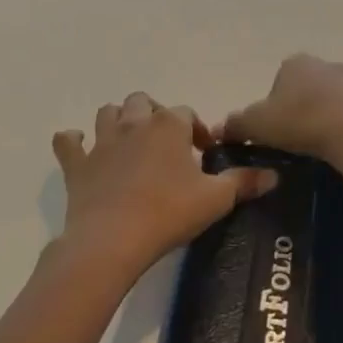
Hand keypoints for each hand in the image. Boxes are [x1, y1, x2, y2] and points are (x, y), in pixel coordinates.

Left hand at [53, 92, 277, 279]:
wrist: (112, 240)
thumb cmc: (168, 213)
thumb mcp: (216, 199)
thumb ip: (244, 182)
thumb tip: (274, 175)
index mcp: (168, 126)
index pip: (186, 113)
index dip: (196, 129)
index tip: (204, 153)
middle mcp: (134, 124)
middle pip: (143, 102)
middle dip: (155, 115)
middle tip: (167, 143)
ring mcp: (102, 143)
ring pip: (107, 113)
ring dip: (119, 120)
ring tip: (130, 141)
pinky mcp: (77, 165)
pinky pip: (68, 143)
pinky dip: (73, 141)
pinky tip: (80, 147)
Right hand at [222, 54, 342, 164]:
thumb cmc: (300, 122)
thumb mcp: (256, 125)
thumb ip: (235, 125)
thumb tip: (218, 130)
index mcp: (294, 63)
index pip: (276, 82)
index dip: (270, 107)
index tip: (272, 131)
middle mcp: (323, 64)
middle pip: (302, 89)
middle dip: (296, 110)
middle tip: (291, 140)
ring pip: (325, 101)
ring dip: (319, 118)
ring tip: (314, 146)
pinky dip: (338, 127)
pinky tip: (334, 146)